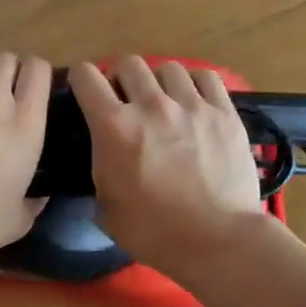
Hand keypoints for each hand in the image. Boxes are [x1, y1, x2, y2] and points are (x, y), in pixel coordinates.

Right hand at [68, 56, 269, 278]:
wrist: (219, 242)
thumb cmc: (155, 233)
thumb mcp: (107, 208)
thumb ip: (100, 169)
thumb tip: (104, 157)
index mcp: (114, 127)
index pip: (86, 75)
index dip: (81, 80)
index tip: (86, 92)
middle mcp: (150, 105)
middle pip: (128, 63)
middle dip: (122, 78)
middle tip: (128, 100)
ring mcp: (191, 105)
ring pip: (168, 68)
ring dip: (160, 82)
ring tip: (166, 102)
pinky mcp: (224, 113)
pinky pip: (206, 77)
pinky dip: (196, 84)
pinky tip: (196, 101)